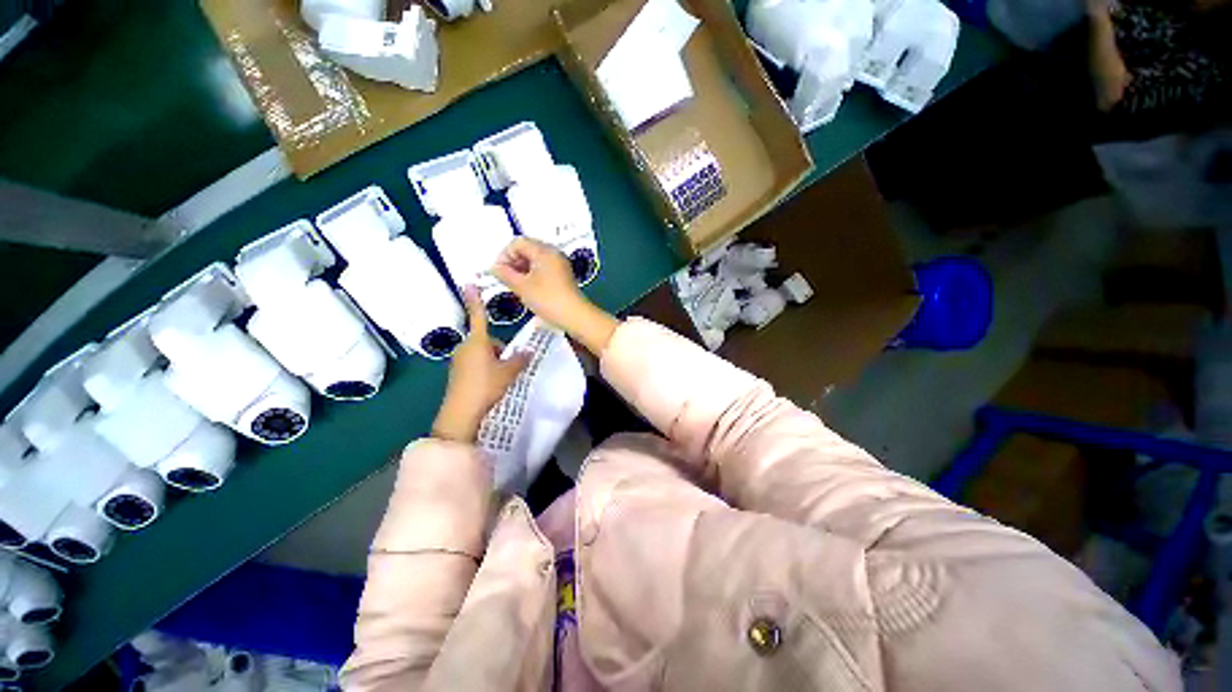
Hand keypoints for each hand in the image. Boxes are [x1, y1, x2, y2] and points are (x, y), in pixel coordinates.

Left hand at [431, 287, 530, 443]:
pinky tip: (489, 385)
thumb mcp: (508, 372)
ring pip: (482, 354)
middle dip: (499, 350)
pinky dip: (484, 370)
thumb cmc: (486, 386)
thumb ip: (519, 359)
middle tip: (508, 367)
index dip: (476, 300)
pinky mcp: (457, 373)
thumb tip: (528, 351)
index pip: (479, 316)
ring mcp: (459, 361)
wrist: (461, 413)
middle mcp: (465, 347)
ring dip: (493, 361)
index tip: (469, 283)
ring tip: (500, 379)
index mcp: (478, 342)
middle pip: (487, 341)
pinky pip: (475, 364)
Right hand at [492, 238, 619, 354]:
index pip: (518, 243)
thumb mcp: (522, 287)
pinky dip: (532, 275)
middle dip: (513, 262)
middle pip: (527, 249)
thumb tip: (494, 268)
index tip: (499, 272)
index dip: (504, 255)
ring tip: (516, 286)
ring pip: (535, 260)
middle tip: (506, 279)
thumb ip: (505, 274)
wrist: (575, 316)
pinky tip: (528, 289)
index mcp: (544, 250)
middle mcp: (553, 253)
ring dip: (522, 269)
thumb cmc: (547, 299)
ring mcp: (560, 264)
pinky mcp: (563, 275)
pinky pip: (543, 268)